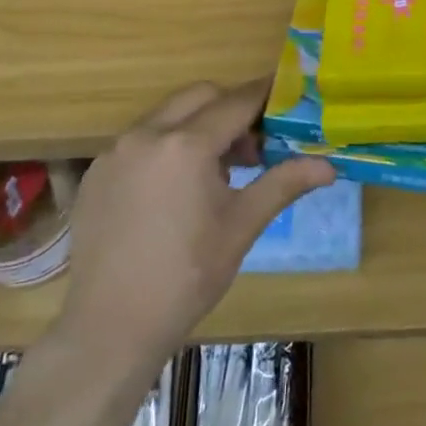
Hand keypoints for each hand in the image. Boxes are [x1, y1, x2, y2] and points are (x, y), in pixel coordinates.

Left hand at [57, 81, 334, 374]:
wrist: (109, 329)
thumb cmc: (186, 278)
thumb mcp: (241, 226)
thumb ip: (283, 184)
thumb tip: (329, 166)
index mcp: (186, 145)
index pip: (236, 102)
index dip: (265, 96)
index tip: (288, 97)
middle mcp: (146, 134)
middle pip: (199, 96)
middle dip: (231, 108)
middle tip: (253, 146)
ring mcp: (115, 151)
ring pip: (167, 115)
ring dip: (197, 126)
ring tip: (216, 173)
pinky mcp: (97, 172)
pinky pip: (140, 140)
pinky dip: (166, 146)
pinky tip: (175, 190)